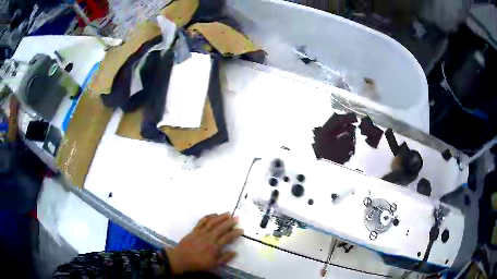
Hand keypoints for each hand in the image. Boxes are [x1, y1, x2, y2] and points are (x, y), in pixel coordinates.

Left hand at [166, 213, 242, 274]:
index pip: (227, 237)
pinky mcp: (194, 230)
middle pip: (221, 227)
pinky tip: (213, 214)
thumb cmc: (198, 263)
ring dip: (220, 217)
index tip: (241, 229)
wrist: (182, 258)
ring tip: (227, 213)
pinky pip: (202, 222)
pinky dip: (208, 217)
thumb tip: (235, 252)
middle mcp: (209, 237)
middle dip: (229, 222)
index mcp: (214, 246)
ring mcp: (201, 232)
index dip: (235, 233)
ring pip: (212, 222)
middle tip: (237, 217)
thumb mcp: (213, 264)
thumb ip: (225, 258)